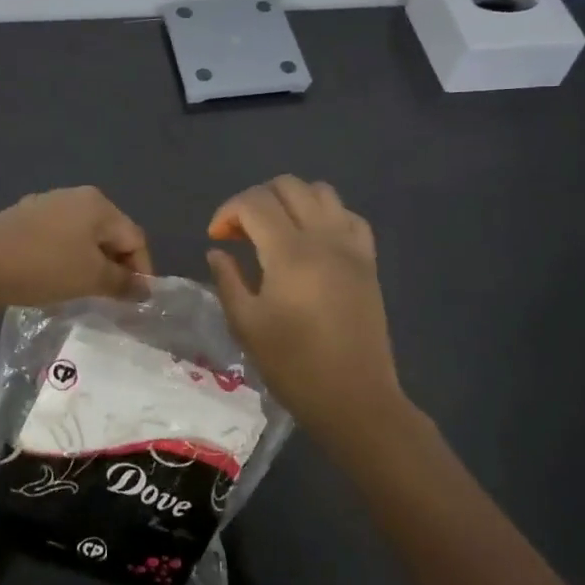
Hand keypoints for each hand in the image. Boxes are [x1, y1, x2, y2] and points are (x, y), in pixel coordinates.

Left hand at [0, 186, 153, 310]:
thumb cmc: (45, 267)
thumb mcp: (91, 278)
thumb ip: (122, 282)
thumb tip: (144, 287)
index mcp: (98, 204)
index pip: (134, 237)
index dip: (142, 270)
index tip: (137, 300)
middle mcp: (75, 195)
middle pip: (110, 233)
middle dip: (116, 265)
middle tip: (113, 297)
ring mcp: (46, 203)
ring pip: (83, 235)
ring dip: (91, 261)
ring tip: (85, 289)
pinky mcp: (23, 216)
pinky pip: (59, 237)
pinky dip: (66, 256)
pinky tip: (55, 276)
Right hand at [205, 176, 404, 439]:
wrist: (355, 398)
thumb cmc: (294, 365)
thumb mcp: (246, 325)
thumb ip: (228, 280)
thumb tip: (218, 251)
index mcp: (289, 253)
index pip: (254, 203)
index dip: (228, 212)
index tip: (216, 238)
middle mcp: (323, 238)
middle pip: (287, 186)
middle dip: (256, 200)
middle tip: (242, 233)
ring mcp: (351, 246)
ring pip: (321, 191)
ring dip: (291, 201)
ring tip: (276, 231)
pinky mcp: (368, 260)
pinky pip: (348, 216)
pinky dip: (325, 215)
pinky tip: (312, 241)